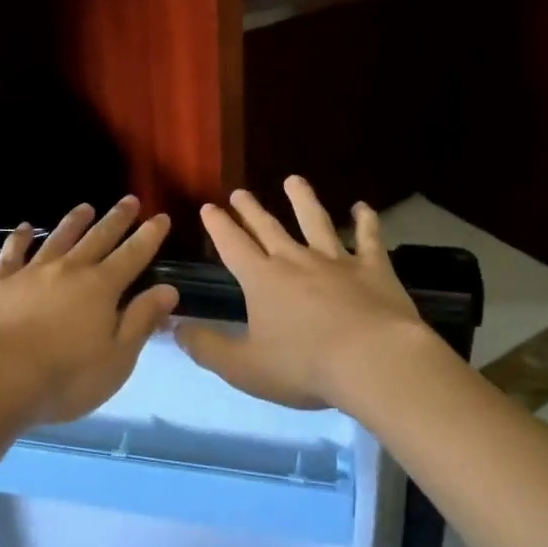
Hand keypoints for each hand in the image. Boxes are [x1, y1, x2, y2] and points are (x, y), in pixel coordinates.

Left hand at [0, 196, 179, 426]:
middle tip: (130, 200)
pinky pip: (13, 252)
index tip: (161, 217)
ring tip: (86, 207)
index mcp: (101, 288)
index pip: (133, 255)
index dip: (149, 236)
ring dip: (74, 221)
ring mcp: (32, 272)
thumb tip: (168, 289)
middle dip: (117, 219)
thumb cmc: (64, 377)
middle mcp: (70, 270)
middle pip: (98, 238)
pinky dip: (20, 238)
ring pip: (59, 238)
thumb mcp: (117, 358)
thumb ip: (141, 321)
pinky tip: (24, 228)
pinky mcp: (0, 282)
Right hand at [177, 176, 432, 411]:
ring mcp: (336, 261)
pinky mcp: (373, 269)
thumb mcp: (243, 367)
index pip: (233, 246)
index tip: (208, 207)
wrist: (372, 360)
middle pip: (268, 229)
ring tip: (294, 180)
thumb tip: (174, 327)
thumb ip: (207, 347)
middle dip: (251, 210)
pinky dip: (366, 221)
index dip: (218, 226)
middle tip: (240, 192)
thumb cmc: (303, 366)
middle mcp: (296, 261)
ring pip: (315, 222)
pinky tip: (363, 207)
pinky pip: (368, 238)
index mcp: (262, 280)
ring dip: (302, 200)